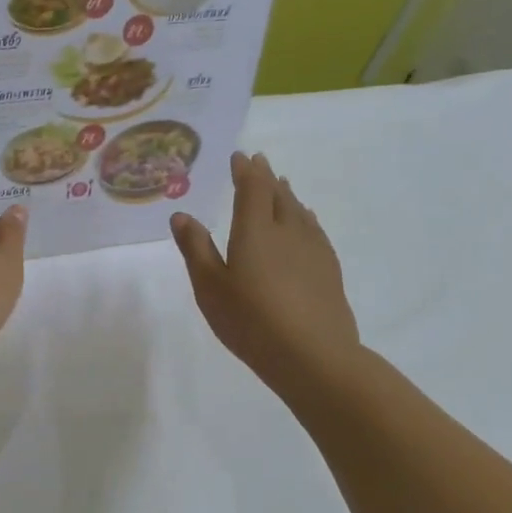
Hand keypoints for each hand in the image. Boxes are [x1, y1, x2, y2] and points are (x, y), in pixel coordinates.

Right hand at [171, 151, 361, 394]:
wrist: (314, 356)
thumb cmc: (251, 320)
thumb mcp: (210, 287)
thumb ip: (196, 249)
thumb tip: (182, 215)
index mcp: (255, 230)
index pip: (252, 189)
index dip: (245, 170)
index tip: (239, 156)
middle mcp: (287, 230)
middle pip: (278, 194)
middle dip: (266, 176)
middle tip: (259, 162)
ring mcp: (313, 249)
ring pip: (299, 210)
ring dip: (287, 194)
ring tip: (281, 185)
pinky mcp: (329, 269)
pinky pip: (314, 229)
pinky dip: (305, 217)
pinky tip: (306, 222)